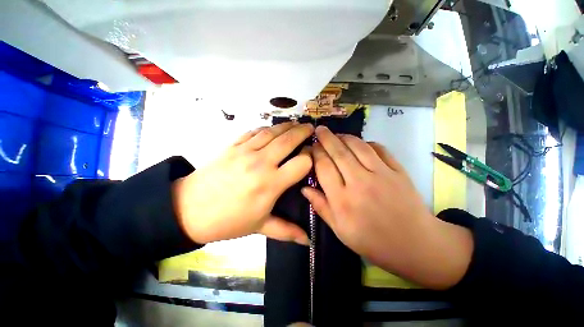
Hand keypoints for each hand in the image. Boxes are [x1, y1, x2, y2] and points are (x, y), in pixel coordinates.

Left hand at [173, 122, 312, 244]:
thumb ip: (287, 231)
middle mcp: (261, 163)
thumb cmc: (228, 221)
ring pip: (271, 132)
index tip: (312, 156)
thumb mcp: (259, 227)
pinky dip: (265, 128)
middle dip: (303, 132)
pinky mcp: (232, 146)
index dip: (309, 157)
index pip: (300, 163)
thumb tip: (308, 241)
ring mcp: (245, 151)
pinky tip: (271, 129)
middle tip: (311, 128)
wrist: (188, 209)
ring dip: (286, 126)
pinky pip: (253, 132)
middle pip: (288, 141)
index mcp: (270, 184)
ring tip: (295, 124)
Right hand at [301, 126, 473, 289]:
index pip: (324, 167)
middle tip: (319, 129)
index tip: (311, 146)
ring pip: (358, 146)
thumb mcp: (339, 230)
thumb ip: (321, 206)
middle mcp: (359, 182)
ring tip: (336, 134)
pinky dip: (367, 142)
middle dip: (326, 138)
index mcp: (342, 199)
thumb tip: (304, 188)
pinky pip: (380, 149)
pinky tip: (360, 143)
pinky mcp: (398, 171)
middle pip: (339, 152)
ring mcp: (381, 174)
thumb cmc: (371, 240)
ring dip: (345, 137)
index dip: (315, 153)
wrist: (414, 244)